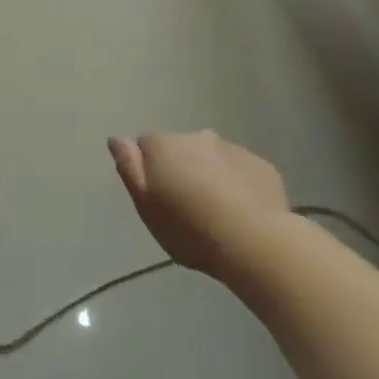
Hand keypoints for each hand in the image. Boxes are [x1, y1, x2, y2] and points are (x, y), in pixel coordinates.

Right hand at [108, 130, 288, 280]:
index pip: (146, 145)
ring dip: (211, 176)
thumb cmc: (189, 228)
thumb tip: (116, 138)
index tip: (159, 197)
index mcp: (164, 146)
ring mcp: (233, 148)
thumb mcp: (146, 206)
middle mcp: (197, 137)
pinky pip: (242, 171)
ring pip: (214, 159)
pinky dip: (239, 185)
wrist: (253, 242)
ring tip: (218, 213)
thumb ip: (129, 168)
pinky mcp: (262, 165)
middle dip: (183, 169)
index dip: (150, 170)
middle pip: (182, 149)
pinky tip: (243, 213)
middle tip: (188, 208)